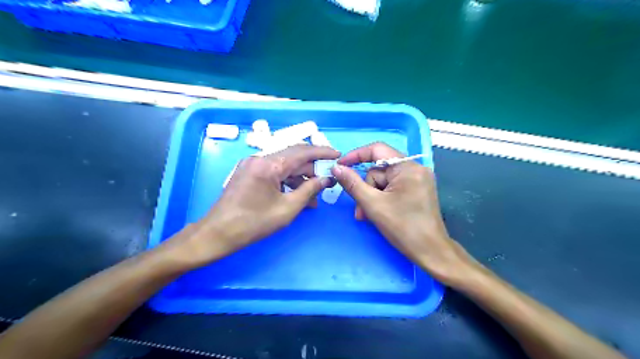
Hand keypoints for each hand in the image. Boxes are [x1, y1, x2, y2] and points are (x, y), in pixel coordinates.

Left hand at [173, 144, 336, 266]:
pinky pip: (274, 171)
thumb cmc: (253, 223)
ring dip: (301, 176)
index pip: (302, 152)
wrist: (218, 233)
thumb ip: (309, 190)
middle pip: (294, 156)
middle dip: (313, 167)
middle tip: (328, 178)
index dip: (322, 152)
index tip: (338, 155)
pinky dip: (288, 180)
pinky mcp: (249, 172)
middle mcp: (260, 158)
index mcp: (269, 165)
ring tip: (315, 194)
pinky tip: (298, 194)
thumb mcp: (287, 209)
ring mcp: (253, 164)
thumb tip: (326, 179)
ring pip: (284, 165)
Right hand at [333, 142, 476, 284]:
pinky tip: (376, 213)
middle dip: (366, 188)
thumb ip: (352, 183)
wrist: (431, 252)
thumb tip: (336, 167)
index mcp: (408, 167)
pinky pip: (392, 188)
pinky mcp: (417, 190)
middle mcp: (415, 169)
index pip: (377, 150)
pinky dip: (381, 199)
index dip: (356, 155)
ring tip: (367, 216)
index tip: (340, 165)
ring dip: (372, 197)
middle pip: (379, 170)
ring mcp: (417, 180)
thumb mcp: (373, 204)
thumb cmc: (403, 228)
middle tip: (359, 209)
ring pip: (384, 181)